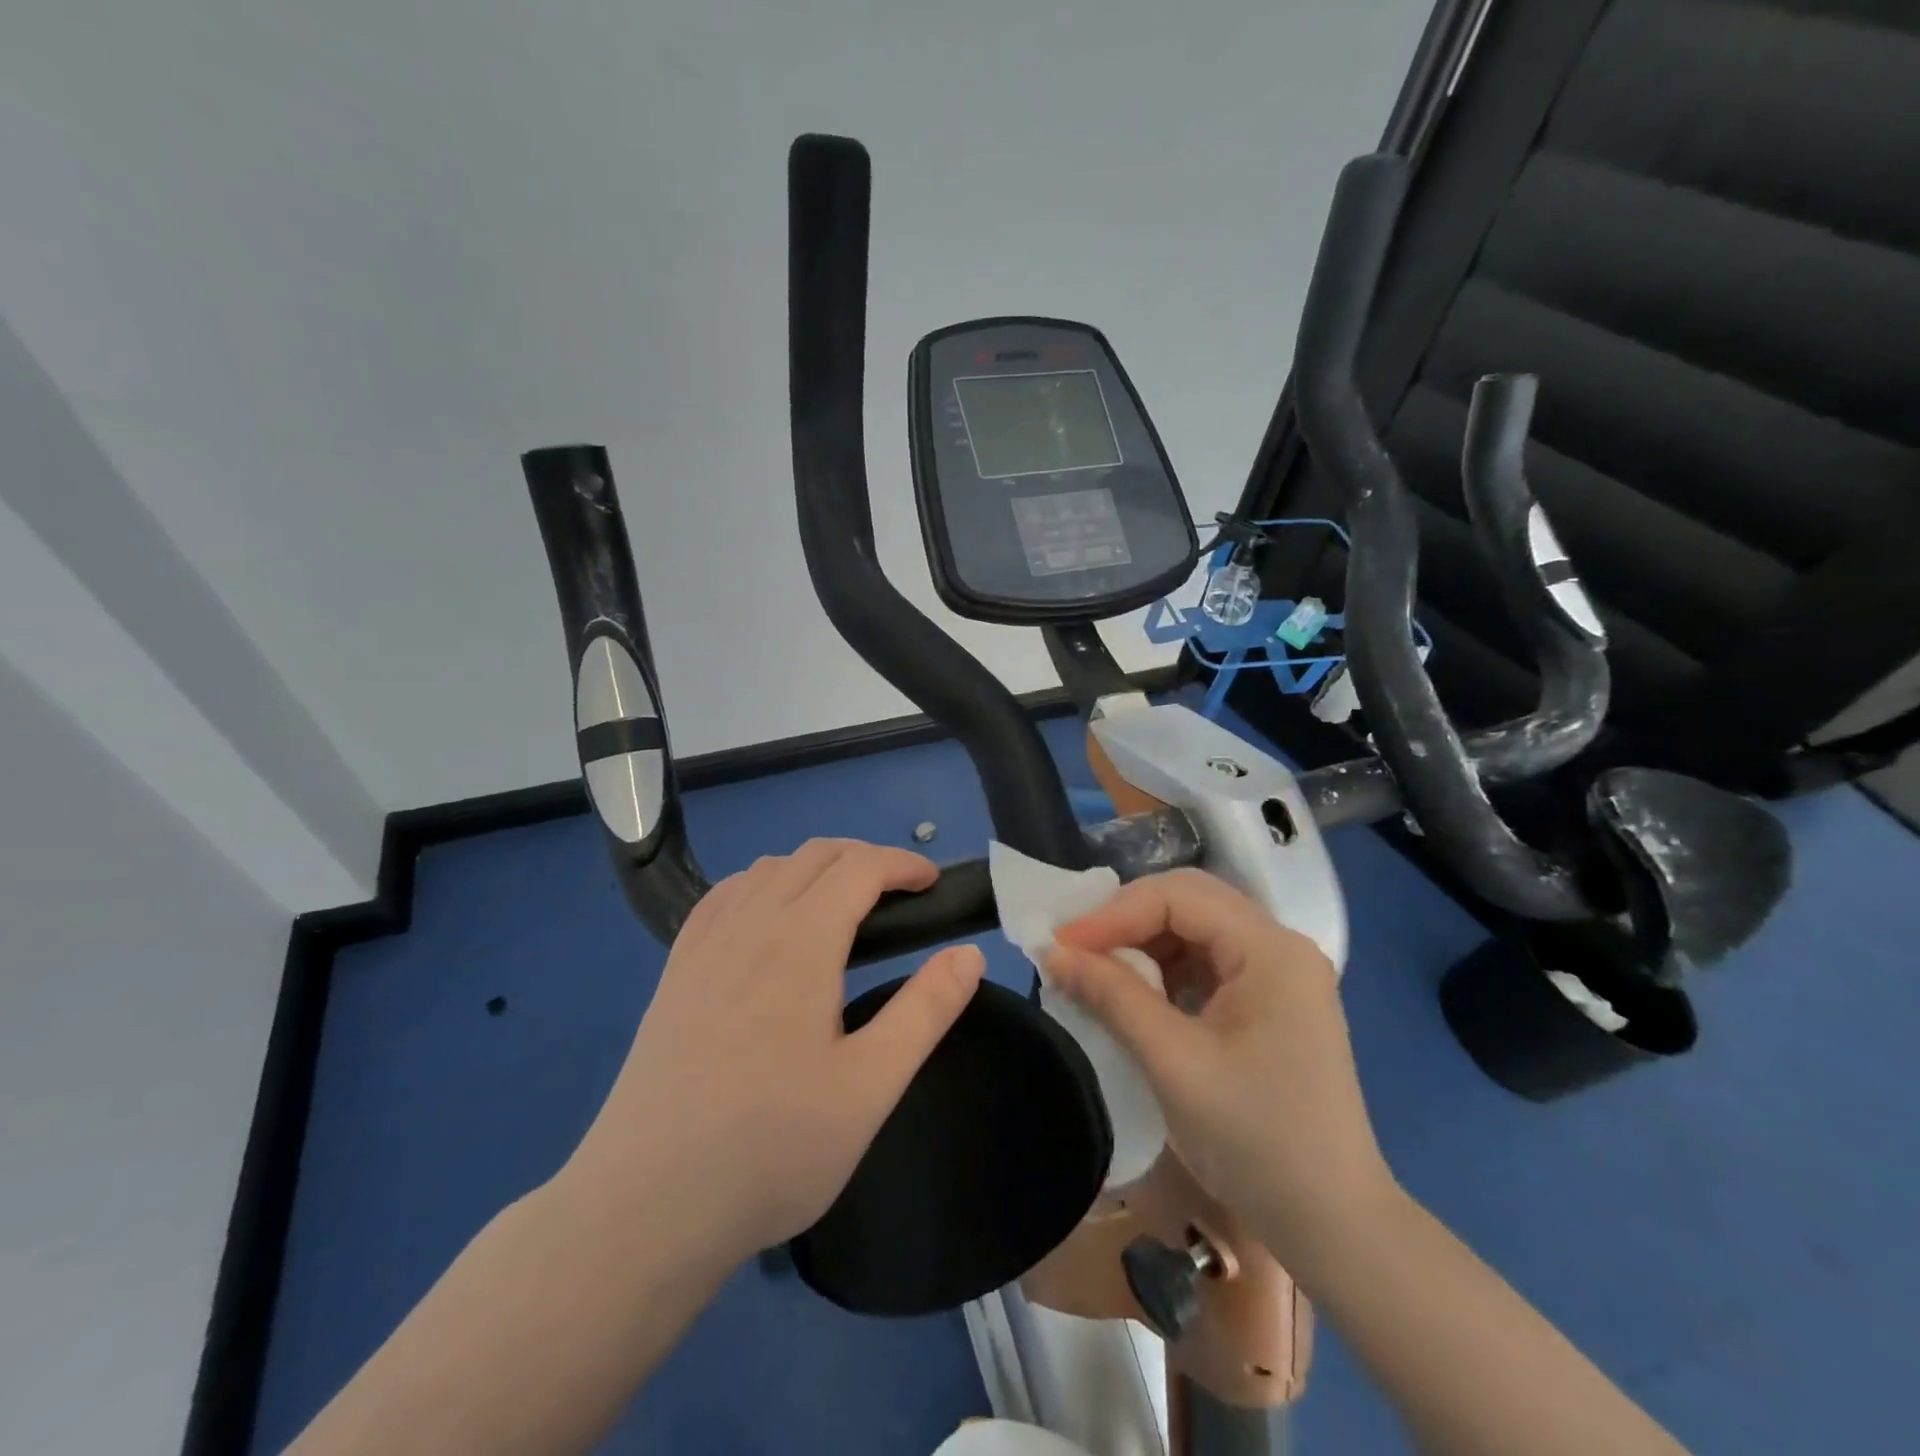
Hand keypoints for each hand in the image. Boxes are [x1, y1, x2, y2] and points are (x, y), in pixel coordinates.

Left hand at [562, 839, 985, 1267]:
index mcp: (800, 942)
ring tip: (843, 906)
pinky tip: (769, 921)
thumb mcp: (870, 1086)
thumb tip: (969, 953)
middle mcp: (750, 924)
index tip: (933, 883)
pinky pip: (724, 895)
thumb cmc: (772, 1149)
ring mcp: (704, 945)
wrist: (645, 1208)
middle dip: (865, 858)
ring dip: (815, 867)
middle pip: (814, 855)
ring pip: (767, 869)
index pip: (859, 867)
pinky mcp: (675, 971)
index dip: (903, 864)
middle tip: (900, 895)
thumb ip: (926, 1011)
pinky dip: (764, 884)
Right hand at [1046, 868, 1395, 1269]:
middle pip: (1188, 904)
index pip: (1179, 896)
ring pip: (1194, 931)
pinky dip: (1162, 971)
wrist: (1334, 1227)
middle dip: (1124, 922)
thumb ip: (1112, 996)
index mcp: (1271, 950)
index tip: (1061, 944)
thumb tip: (1052, 952)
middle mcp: (1280, 947)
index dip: (1114, 913)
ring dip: (1140, 945)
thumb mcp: (1174, 1063)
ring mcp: (1278, 975)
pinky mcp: (1269, 1003)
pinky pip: (1205, 964)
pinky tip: (1133, 994)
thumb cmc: (1258, 1142)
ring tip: (1093, 970)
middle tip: (1072, 950)